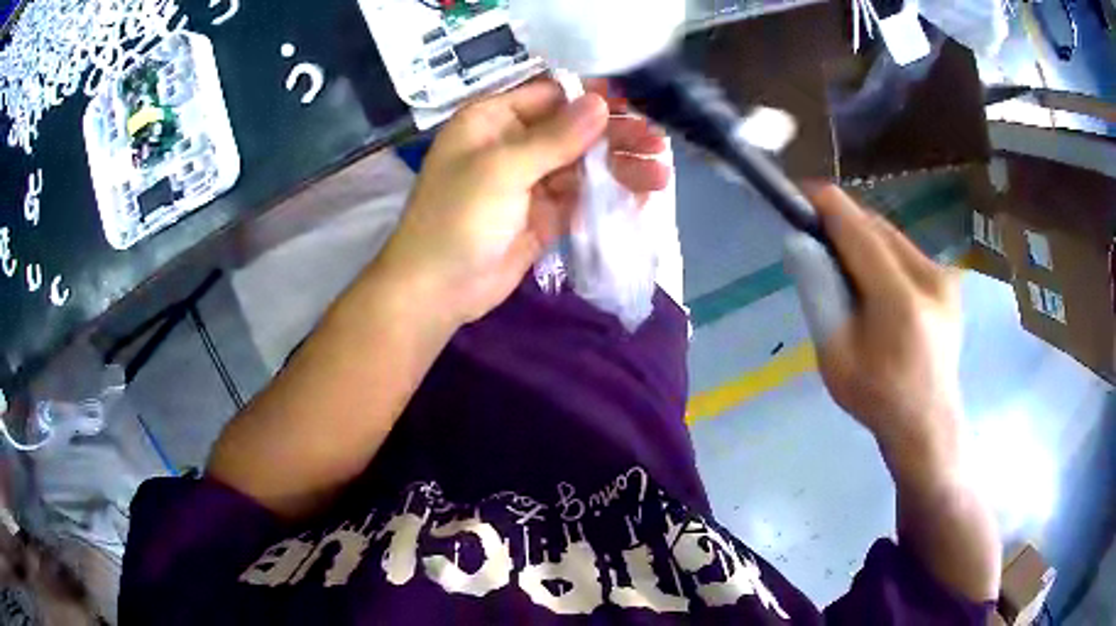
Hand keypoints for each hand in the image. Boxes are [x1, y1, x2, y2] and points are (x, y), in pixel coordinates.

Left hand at [376, 80, 671, 324]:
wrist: (437, 290)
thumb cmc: (458, 218)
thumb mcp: (502, 169)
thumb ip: (555, 137)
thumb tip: (600, 102)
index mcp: (493, 119)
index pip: (551, 95)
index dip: (592, 97)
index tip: (635, 103)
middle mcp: (512, 143)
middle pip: (572, 130)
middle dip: (614, 135)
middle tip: (657, 142)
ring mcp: (529, 181)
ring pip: (582, 165)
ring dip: (619, 167)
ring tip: (660, 173)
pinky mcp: (543, 214)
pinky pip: (581, 197)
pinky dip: (609, 195)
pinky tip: (641, 195)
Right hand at [788, 186, 1000, 603]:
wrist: (928, 423)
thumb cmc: (877, 399)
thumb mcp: (834, 357)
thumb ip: (820, 295)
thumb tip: (801, 243)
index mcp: (900, 300)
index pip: (859, 231)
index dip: (828, 205)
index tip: (800, 192)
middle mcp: (929, 277)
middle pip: (877, 227)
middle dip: (843, 222)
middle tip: (816, 233)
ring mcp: (944, 278)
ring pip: (893, 236)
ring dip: (863, 237)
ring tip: (843, 258)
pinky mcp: (949, 281)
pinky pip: (906, 251)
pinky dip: (882, 252)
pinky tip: (873, 278)